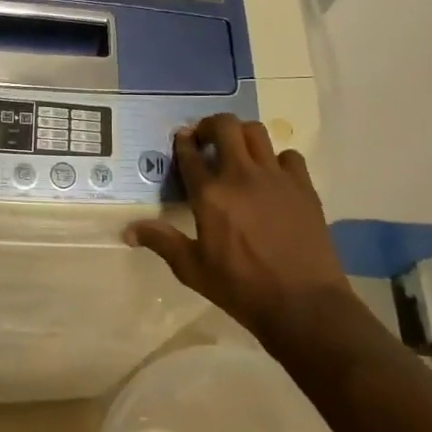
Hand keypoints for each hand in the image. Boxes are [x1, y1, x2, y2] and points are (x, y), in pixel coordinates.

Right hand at [123, 113, 353, 341]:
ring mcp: (275, 178)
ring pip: (256, 132)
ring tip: (237, 151)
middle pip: (224, 126)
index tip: (181, 140)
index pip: (190, 155)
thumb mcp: (193, 269)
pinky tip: (272, 177)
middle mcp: (240, 176)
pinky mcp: (303, 187)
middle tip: (206, 140)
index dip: (182, 143)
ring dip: (241, 135)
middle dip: (210, 126)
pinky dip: (277, 159)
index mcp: (210, 195)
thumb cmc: (242, 289)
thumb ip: (162, 242)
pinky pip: (289, 156)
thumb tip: (127, 231)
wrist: (304, 305)